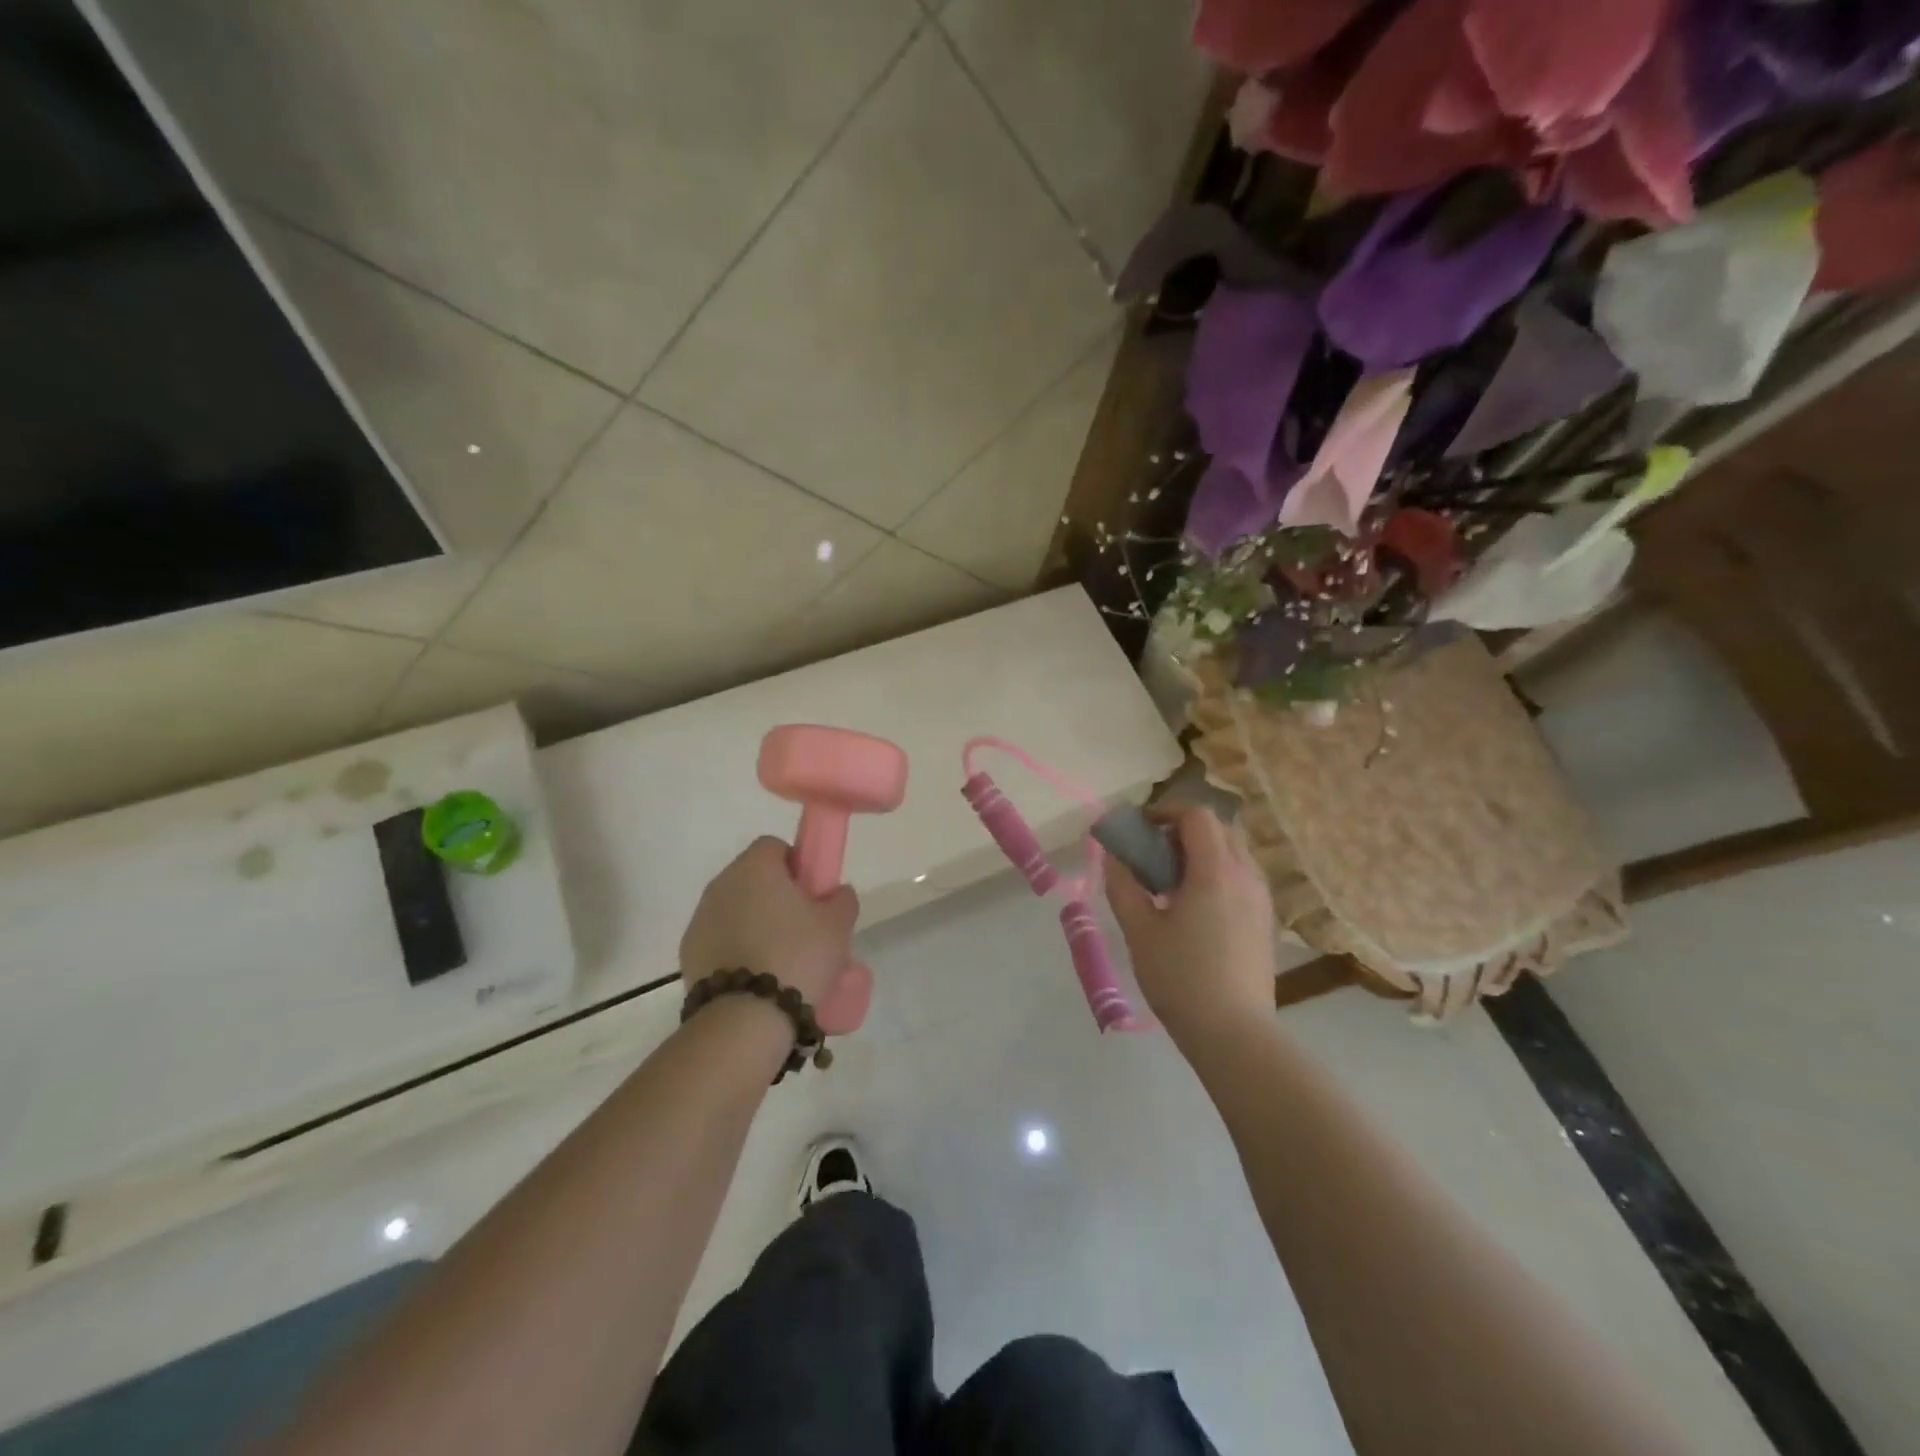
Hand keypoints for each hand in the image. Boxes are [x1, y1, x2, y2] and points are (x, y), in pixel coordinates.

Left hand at [680, 837, 859, 1007]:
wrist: (745, 1018)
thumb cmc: (797, 956)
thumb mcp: (838, 925)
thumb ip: (841, 899)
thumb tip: (835, 893)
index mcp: (755, 867)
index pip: (775, 846)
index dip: (797, 864)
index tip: (813, 893)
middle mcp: (721, 884)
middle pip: (753, 878)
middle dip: (776, 895)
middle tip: (803, 927)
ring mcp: (700, 919)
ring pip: (735, 909)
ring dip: (755, 923)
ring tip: (781, 958)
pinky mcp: (688, 953)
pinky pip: (720, 939)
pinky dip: (737, 949)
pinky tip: (757, 976)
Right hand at [1103, 807, 1276, 1046]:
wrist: (1235, 1034)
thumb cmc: (1180, 979)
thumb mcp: (1139, 931)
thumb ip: (1123, 886)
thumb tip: (1112, 855)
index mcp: (1215, 871)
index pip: (1198, 815)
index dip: (1167, 811)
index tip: (1142, 828)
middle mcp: (1246, 876)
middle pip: (1221, 828)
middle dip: (1185, 829)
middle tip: (1155, 853)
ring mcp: (1262, 899)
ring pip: (1236, 852)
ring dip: (1204, 851)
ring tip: (1174, 882)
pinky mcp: (1266, 921)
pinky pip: (1243, 877)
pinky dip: (1219, 873)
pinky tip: (1197, 907)